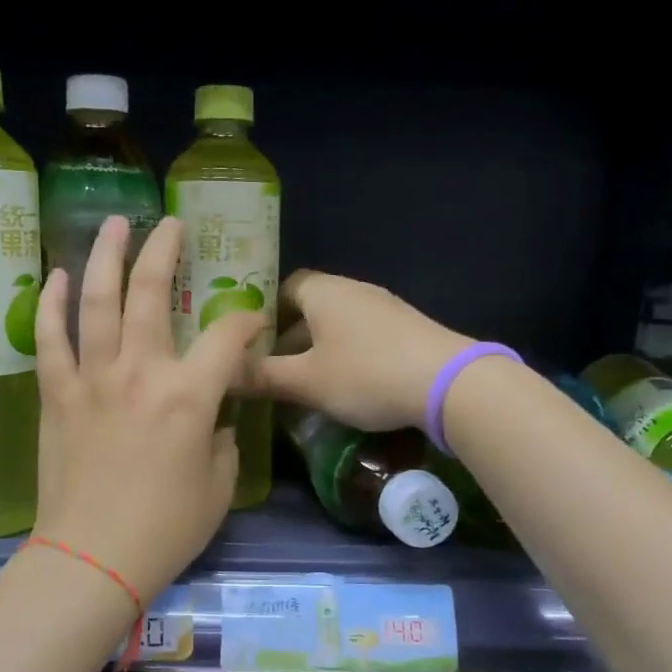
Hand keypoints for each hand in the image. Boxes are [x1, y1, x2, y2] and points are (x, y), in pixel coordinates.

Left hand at [33, 215, 264, 604]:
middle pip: (150, 294)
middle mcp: (140, 373)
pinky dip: (54, 305)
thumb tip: (213, 421)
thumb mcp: (217, 487)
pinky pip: (51, 340)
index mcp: (190, 396)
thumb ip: (221, 441)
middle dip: (164, 251)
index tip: (253, 323)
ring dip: (105, 257)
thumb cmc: (166, 529)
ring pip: (96, 302)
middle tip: (170, 223)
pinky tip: (58, 276)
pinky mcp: (57, 396)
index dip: (247, 321)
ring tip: (113, 224)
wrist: (92, 559)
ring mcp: (92, 379)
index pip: (228, 336)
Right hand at [250, 270, 471, 431]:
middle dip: (289, 337)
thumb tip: (222, 373)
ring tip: (305, 383)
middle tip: (271, 370)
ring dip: (319, 349)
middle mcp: (354, 290)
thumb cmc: (366, 374)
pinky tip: (347, 385)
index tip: (250, 344)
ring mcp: (385, 308)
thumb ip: (262, 376)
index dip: (263, 313)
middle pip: (311, 307)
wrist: (449, 383)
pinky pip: (364, 336)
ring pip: (338, 324)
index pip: (283, 286)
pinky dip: (347, 355)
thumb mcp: (307, 381)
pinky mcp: (407, 329)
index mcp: (324, 291)